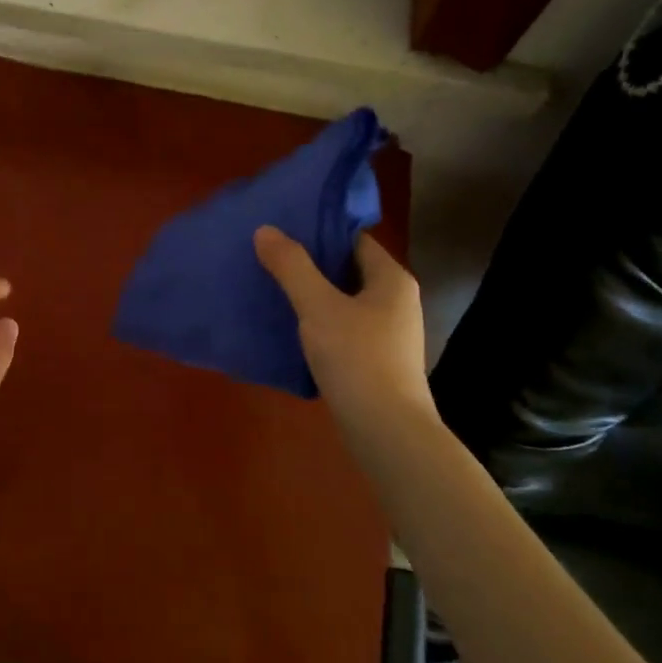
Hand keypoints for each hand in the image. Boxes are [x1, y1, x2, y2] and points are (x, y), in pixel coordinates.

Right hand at [254, 226, 435, 435]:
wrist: (387, 432)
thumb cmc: (357, 359)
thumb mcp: (318, 307)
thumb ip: (291, 267)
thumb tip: (265, 230)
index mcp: (391, 279)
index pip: (353, 239)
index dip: (319, 232)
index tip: (281, 230)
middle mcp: (396, 301)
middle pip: (347, 270)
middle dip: (309, 264)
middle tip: (268, 257)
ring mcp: (388, 334)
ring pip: (343, 302)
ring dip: (311, 295)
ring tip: (271, 288)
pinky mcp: (376, 361)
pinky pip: (343, 329)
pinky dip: (318, 324)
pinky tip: (289, 328)